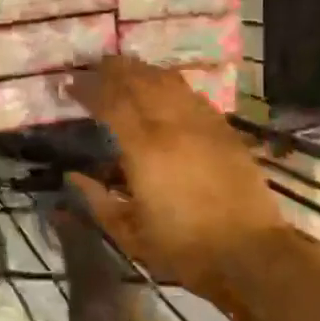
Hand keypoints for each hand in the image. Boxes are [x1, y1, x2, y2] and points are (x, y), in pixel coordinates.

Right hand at [68, 57, 287, 298]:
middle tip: (95, 67)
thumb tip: (73, 177)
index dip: (88, 89)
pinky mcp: (225, 131)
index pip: (110, 102)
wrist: (249, 253)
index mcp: (144, 149)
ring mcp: (203, 124)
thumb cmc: (183, 248)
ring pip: (169, 82)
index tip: (70, 85)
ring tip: (127, 70)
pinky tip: (165, 90)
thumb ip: (98, 201)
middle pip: (140, 81)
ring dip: (144, 71)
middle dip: (114, 70)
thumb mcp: (129, 233)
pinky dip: (172, 86)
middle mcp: (173, 125)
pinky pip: (193, 96)